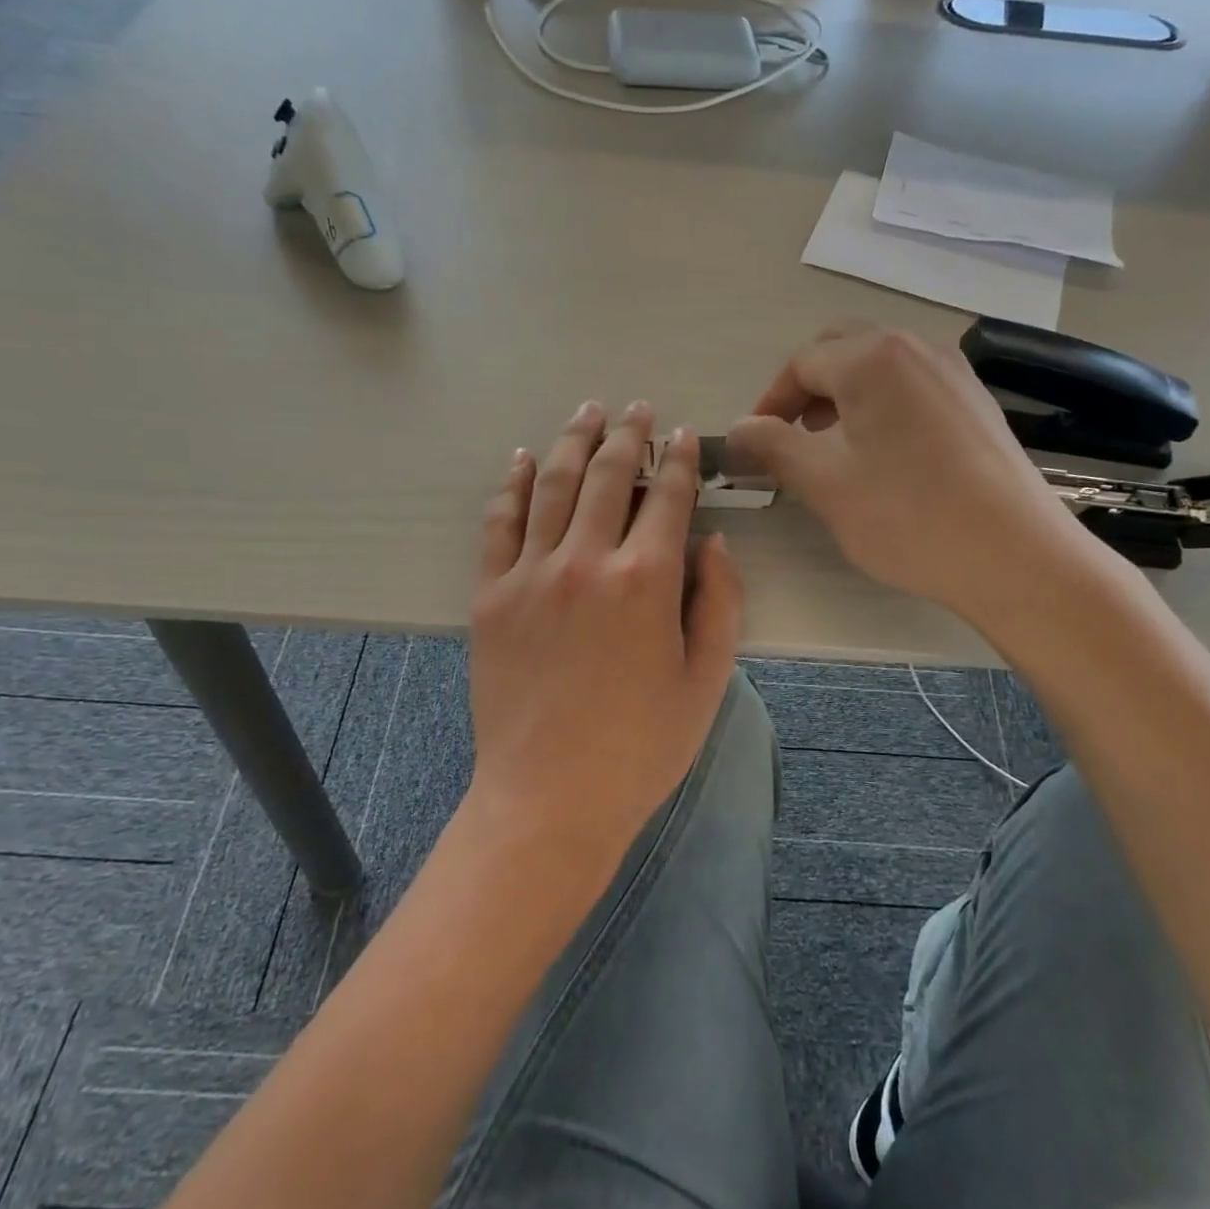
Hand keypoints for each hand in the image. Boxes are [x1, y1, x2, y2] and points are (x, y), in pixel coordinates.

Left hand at [467, 400, 742, 858]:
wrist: (548, 799)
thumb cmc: (640, 748)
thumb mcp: (706, 681)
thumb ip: (720, 603)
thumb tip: (713, 542)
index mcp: (646, 581)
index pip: (667, 497)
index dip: (679, 461)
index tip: (684, 436)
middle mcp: (585, 561)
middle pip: (607, 476)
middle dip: (627, 435)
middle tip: (637, 409)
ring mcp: (530, 574)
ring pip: (552, 485)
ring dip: (572, 441)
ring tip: (587, 412)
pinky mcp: (489, 595)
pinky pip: (499, 523)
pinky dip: (511, 484)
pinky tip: (521, 459)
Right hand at [727, 322, 1114, 627]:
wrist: (1015, 555)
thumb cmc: (908, 516)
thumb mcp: (825, 483)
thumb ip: (772, 447)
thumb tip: (737, 430)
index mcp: (873, 358)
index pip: (800, 365)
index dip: (768, 404)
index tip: (752, 446)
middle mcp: (915, 348)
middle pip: (841, 350)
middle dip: (805, 389)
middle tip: (788, 437)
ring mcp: (953, 372)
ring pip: (879, 366)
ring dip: (842, 395)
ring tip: (829, 445)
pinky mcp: (976, 401)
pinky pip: (912, 386)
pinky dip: (881, 405)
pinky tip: (882, 453)